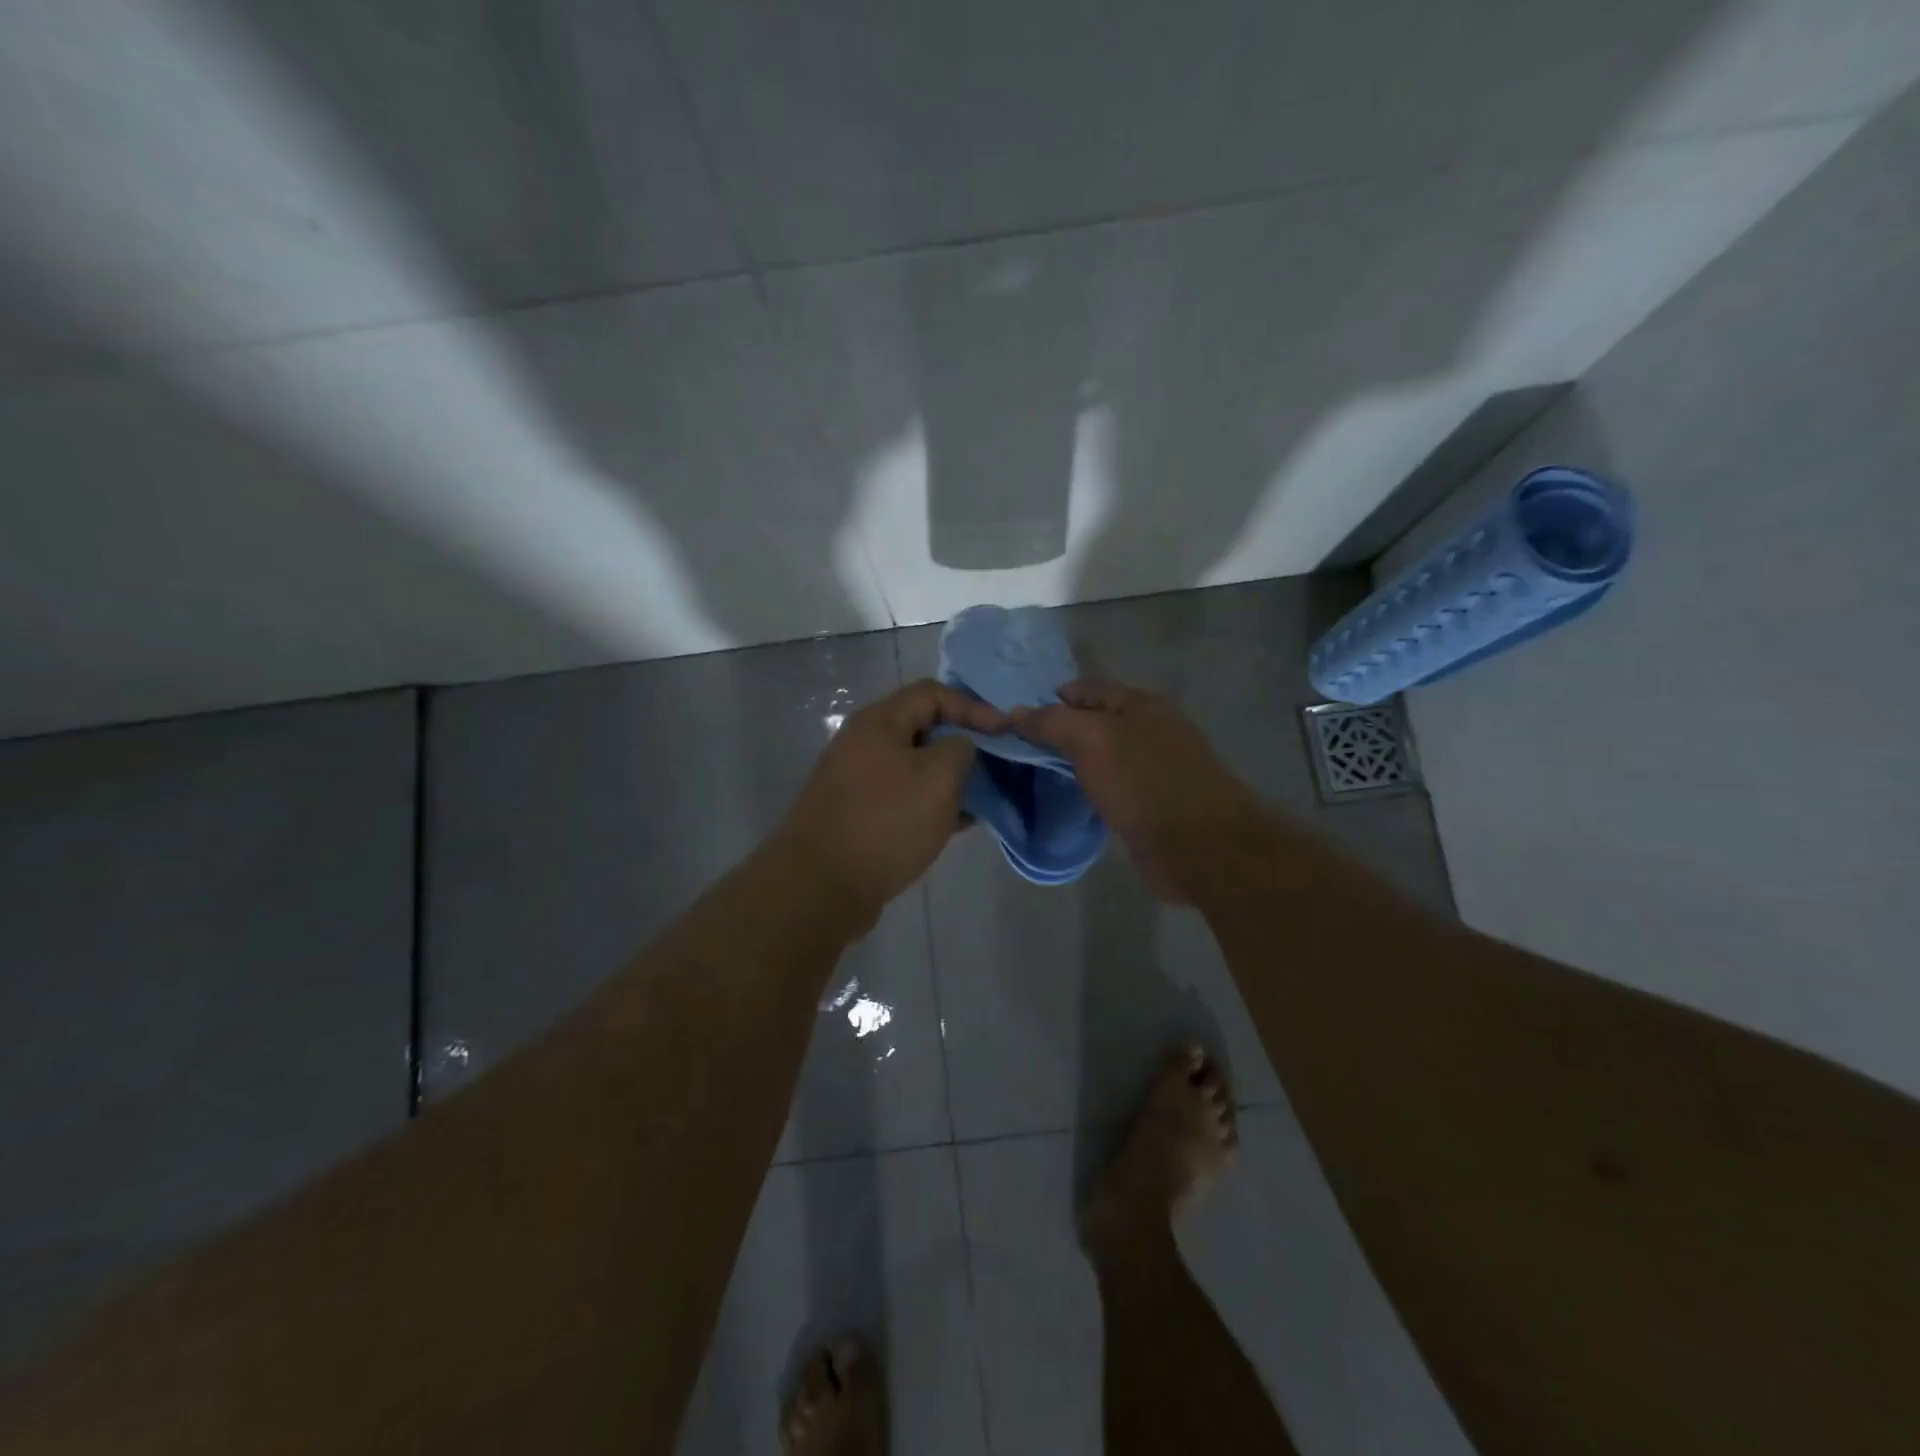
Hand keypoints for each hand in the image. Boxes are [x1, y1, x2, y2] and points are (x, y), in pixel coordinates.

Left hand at [774, 679, 1006, 929]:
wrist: (821, 886)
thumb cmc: (886, 821)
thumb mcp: (938, 776)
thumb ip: (960, 749)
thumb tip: (960, 749)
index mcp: (879, 722)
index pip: (933, 693)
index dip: (973, 707)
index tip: (1006, 732)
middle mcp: (864, 744)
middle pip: (924, 729)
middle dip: (964, 744)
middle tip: (998, 764)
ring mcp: (859, 782)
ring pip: (916, 768)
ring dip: (951, 778)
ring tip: (986, 796)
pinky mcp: (860, 816)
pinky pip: (905, 798)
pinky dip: (933, 805)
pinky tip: (960, 823)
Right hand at [1014, 680, 1257, 900]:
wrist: (1198, 845)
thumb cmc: (1143, 781)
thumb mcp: (1091, 740)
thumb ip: (1052, 722)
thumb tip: (1017, 711)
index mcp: (1142, 705)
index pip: (1090, 688)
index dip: (1056, 696)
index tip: (1020, 713)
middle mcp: (1152, 730)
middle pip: (1099, 720)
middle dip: (1064, 728)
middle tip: (1023, 743)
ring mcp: (1156, 768)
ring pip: (1106, 754)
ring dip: (1077, 759)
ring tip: (1039, 768)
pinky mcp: (1155, 803)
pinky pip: (1114, 784)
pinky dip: (1093, 785)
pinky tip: (1072, 794)